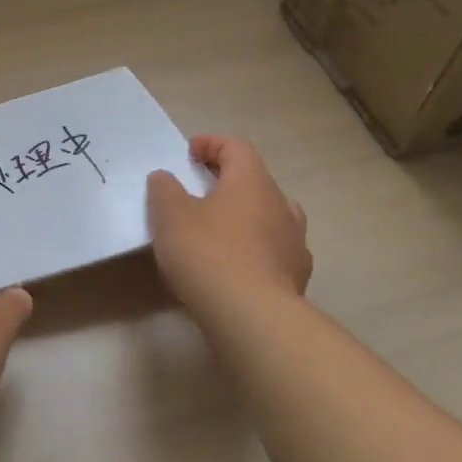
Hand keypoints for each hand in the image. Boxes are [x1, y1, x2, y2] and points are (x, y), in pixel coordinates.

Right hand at [147, 135, 311, 316]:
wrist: (252, 317)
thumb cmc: (207, 254)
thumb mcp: (170, 216)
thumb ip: (164, 189)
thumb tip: (166, 178)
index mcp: (252, 182)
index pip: (236, 146)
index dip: (211, 144)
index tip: (188, 154)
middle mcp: (281, 205)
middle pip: (255, 181)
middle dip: (227, 182)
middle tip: (198, 192)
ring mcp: (295, 242)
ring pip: (269, 216)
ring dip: (245, 216)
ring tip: (218, 230)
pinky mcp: (297, 276)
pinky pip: (274, 250)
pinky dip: (254, 248)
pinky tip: (235, 266)